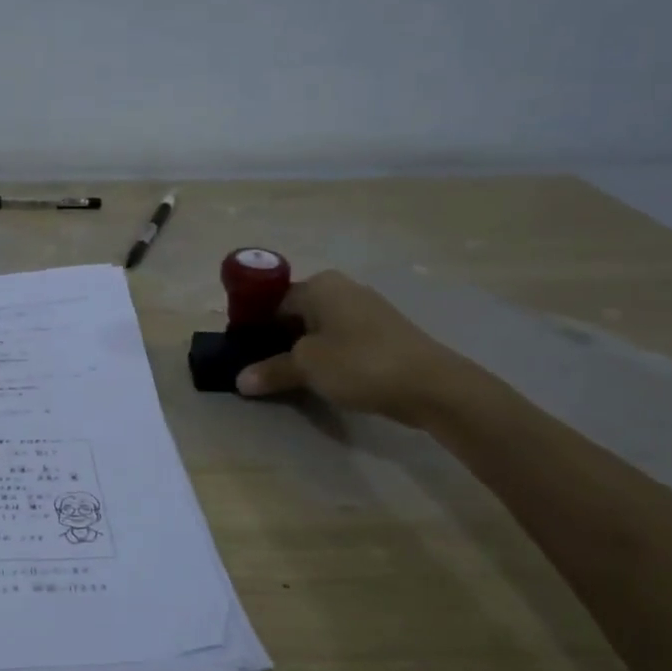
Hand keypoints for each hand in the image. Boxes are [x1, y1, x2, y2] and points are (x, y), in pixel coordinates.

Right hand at [235, 270, 474, 425]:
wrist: (431, 385)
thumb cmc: (359, 363)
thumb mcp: (306, 367)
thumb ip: (271, 370)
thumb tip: (239, 380)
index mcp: (320, 285)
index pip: (272, 301)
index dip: (254, 327)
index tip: (242, 353)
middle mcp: (342, 289)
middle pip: (295, 314)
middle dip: (276, 340)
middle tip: (260, 370)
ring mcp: (366, 311)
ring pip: (318, 329)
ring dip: (301, 352)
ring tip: (287, 378)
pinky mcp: (382, 334)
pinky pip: (340, 341)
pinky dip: (327, 357)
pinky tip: (321, 380)